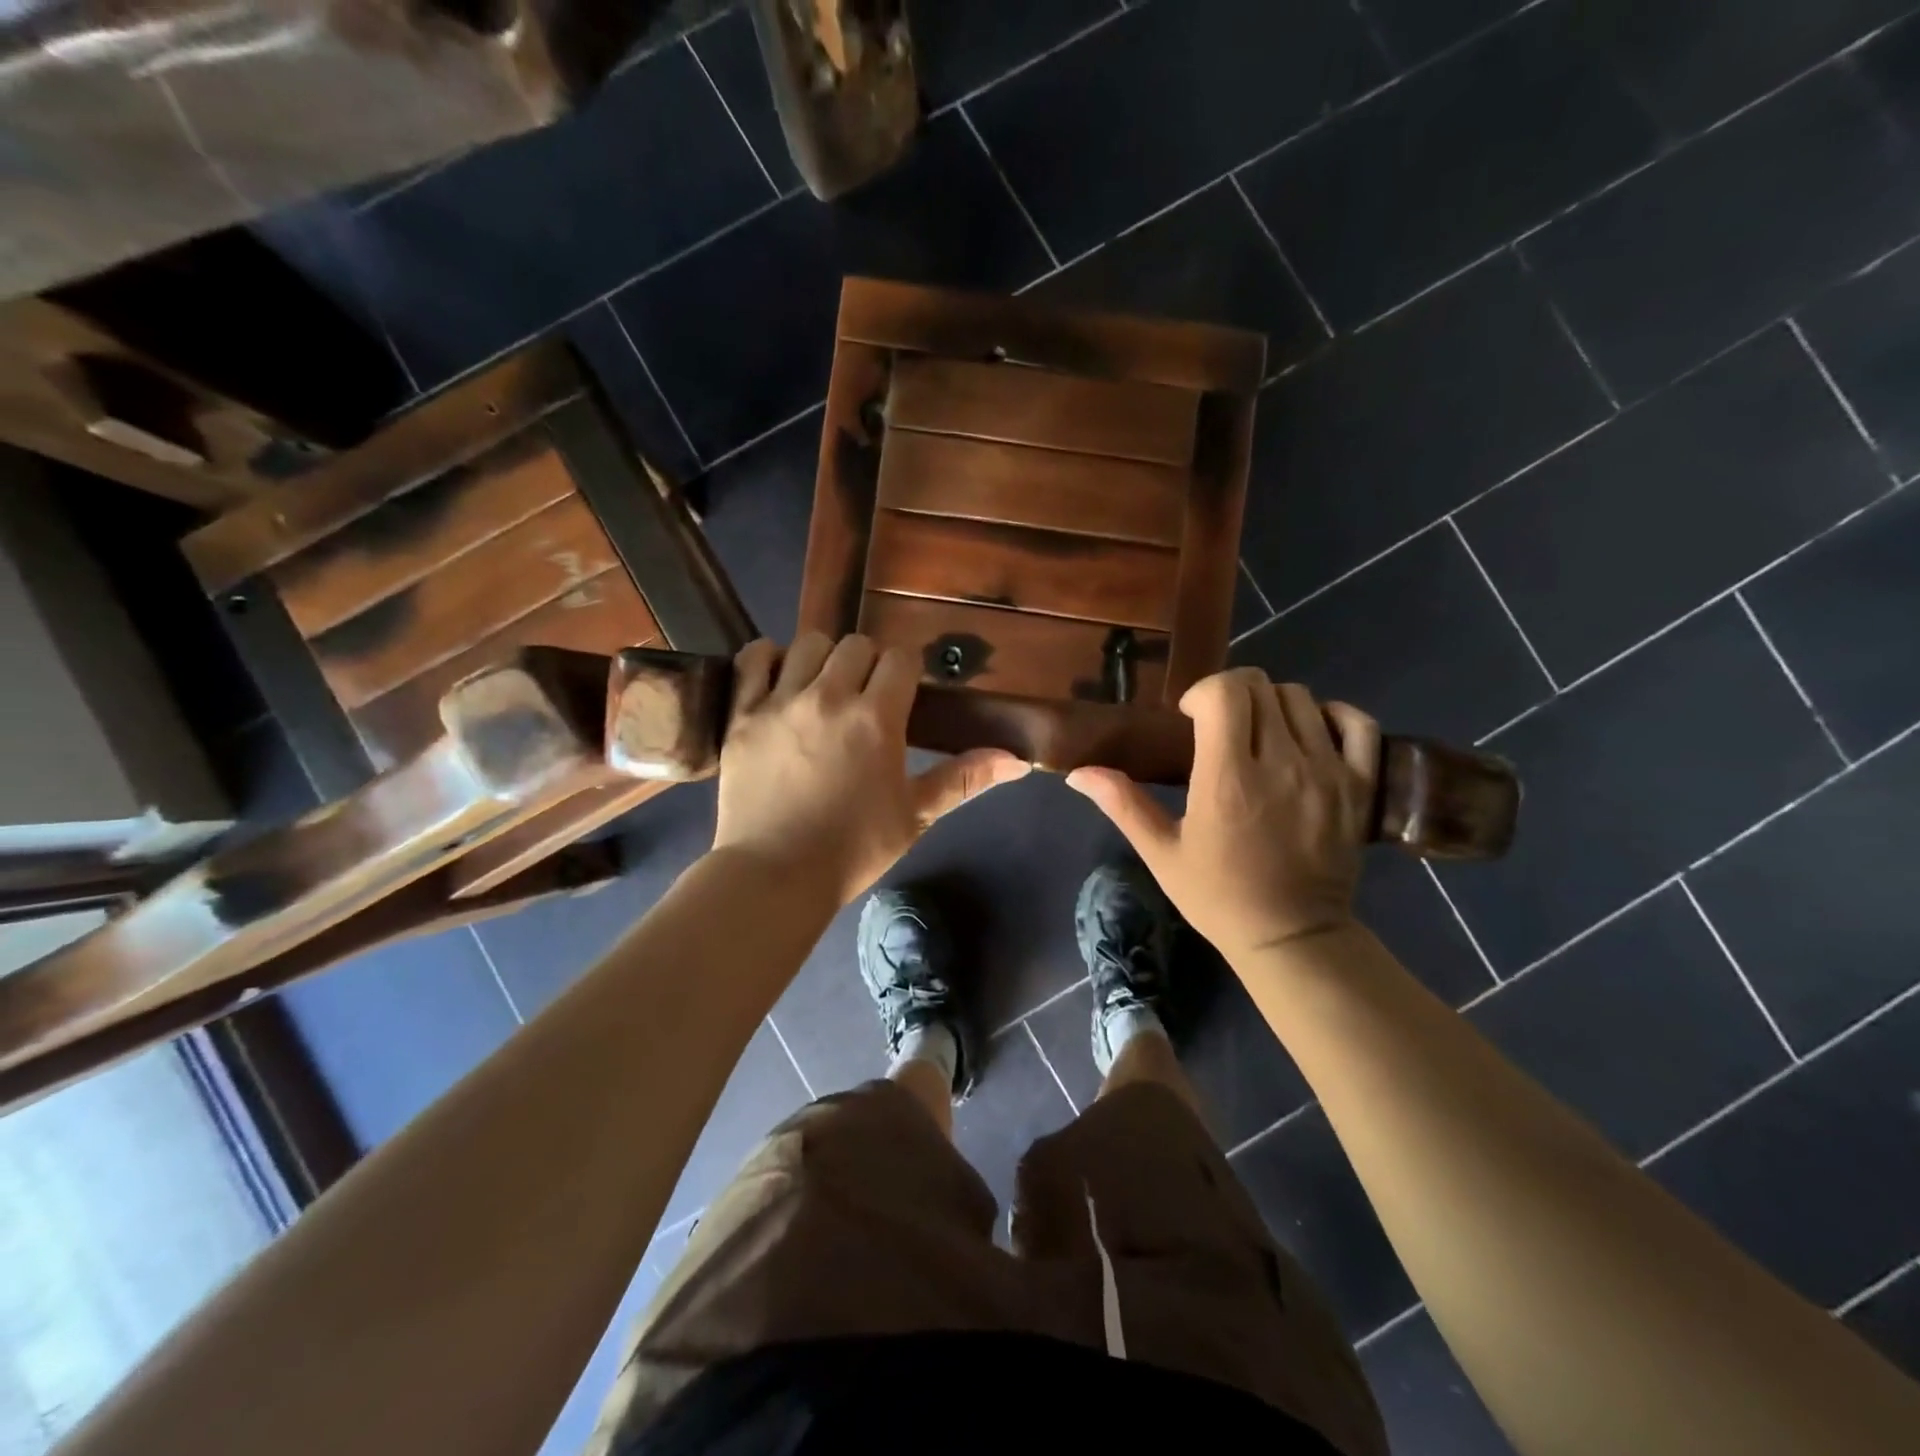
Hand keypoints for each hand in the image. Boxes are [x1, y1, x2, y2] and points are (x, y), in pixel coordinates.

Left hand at [712, 633, 1029, 904]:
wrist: (775, 876)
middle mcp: (829, 697)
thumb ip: (964, 779)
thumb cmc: (853, 849)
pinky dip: (767, 658)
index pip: (900, 659)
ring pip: (807, 644)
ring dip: (823, 659)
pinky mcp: (742, 714)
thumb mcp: (916, 815)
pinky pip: (753, 659)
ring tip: (824, 688)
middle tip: (866, 695)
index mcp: (876, 719)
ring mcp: (780, 702)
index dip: (907, 670)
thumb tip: (1019, 761)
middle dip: (868, 663)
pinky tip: (778, 677)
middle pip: (856, 645)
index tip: (904, 691)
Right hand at [1066, 669, 1378, 963]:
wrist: (1291, 937)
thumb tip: (1077, 772)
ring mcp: (1327, 772)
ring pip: (1301, 698)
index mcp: (1228, 779)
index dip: (1203, 691)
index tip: (1190, 717)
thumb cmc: (1218, 896)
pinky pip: (1355, 723)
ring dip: (1272, 704)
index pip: (1225, 692)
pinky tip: (1308, 732)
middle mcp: (1281, 764)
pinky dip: (1330, 715)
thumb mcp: (1161, 853)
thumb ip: (1122, 804)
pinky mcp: (1358, 785)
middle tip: (1219, 724)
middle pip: (1261, 686)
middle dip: (1232, 692)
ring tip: (1258, 734)